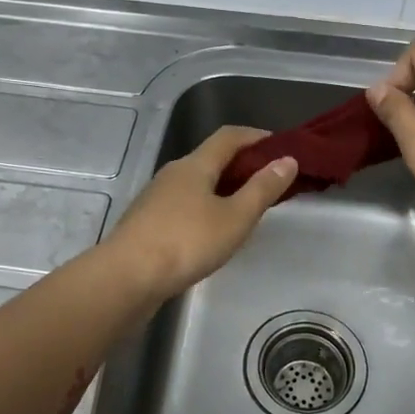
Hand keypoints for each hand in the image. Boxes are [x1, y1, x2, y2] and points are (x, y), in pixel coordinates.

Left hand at [106, 126, 297, 299]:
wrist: (127, 277)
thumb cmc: (187, 242)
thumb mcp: (235, 217)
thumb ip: (262, 189)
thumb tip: (287, 159)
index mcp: (195, 165)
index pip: (229, 137)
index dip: (256, 136)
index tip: (280, 146)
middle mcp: (173, 173)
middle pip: (211, 158)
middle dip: (241, 164)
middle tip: (269, 182)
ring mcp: (156, 198)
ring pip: (197, 183)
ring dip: (222, 188)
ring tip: (245, 209)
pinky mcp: (147, 222)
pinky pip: (184, 204)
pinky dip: (205, 207)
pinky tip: (212, 232)